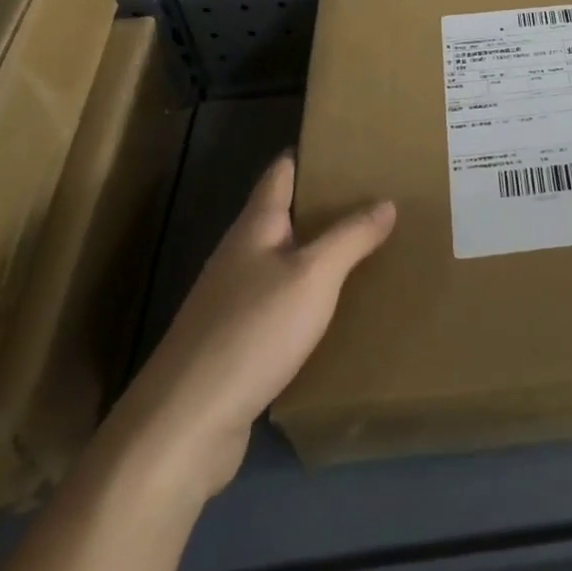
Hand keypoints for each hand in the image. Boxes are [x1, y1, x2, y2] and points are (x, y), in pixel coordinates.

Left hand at [107, 153, 394, 497]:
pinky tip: (336, 311)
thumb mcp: (314, 276)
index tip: (349, 144)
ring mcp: (232, 303)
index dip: (310, 153)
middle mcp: (239, 257)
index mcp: (255, 228)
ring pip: (284, 263)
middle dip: (324, 205)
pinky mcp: (235, 345)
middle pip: (283, 216)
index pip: (281, 172)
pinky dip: (309, 298)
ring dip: (319, 254)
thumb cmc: (252, 332)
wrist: (185, 426)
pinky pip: (280, 306)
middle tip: (375, 196)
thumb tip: (386, 202)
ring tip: (366, 248)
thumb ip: (351, 237)